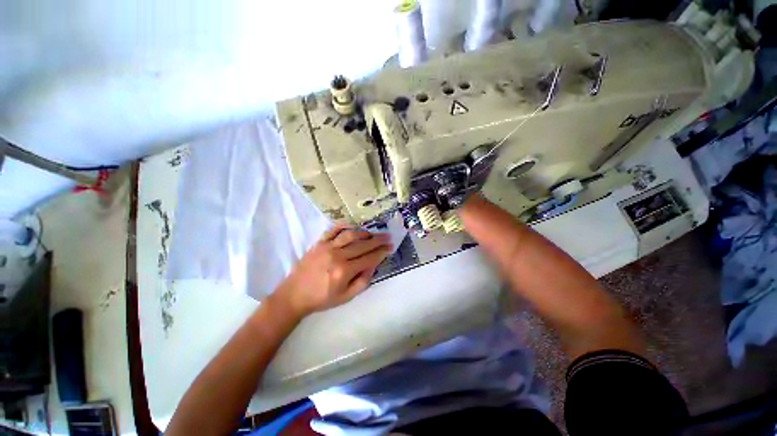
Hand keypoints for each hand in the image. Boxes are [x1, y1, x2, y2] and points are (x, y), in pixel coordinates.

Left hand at [273, 224, 392, 317]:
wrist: (294, 295)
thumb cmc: (322, 298)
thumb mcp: (346, 297)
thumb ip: (363, 282)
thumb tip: (373, 266)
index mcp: (344, 271)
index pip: (369, 258)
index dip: (381, 252)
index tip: (390, 247)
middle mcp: (337, 256)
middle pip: (362, 245)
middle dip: (378, 240)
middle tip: (387, 236)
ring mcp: (327, 247)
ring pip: (350, 235)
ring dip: (364, 233)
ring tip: (373, 233)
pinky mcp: (319, 243)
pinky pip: (333, 230)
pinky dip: (344, 226)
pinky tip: (352, 227)